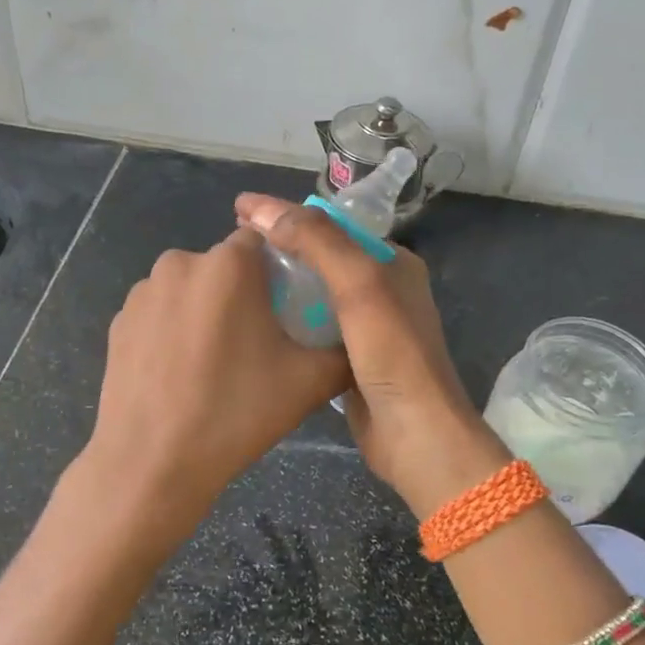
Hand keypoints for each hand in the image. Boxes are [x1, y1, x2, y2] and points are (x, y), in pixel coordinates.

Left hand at [80, 229, 350, 551]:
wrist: (152, 462)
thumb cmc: (235, 413)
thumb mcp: (310, 382)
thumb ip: (343, 349)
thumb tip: (356, 339)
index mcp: (228, 264)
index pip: (265, 239)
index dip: (282, 271)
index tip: (289, 309)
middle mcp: (180, 262)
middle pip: (225, 265)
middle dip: (244, 293)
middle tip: (258, 344)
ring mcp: (142, 292)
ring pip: (191, 289)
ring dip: (206, 311)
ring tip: (215, 364)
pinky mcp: (118, 322)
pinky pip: (160, 313)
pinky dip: (174, 331)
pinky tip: (180, 374)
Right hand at [234, 195, 508, 517]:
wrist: (413, 434)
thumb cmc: (392, 353)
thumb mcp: (358, 284)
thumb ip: (317, 241)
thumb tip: (262, 210)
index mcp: (392, 263)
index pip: (332, 225)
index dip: (287, 214)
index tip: (240, 209)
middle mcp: (382, 290)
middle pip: (322, 258)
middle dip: (280, 248)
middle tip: (230, 247)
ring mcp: (367, 328)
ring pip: (314, 294)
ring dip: (281, 286)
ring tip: (234, 281)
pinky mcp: (350, 359)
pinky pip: (311, 328)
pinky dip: (287, 320)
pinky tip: (256, 321)